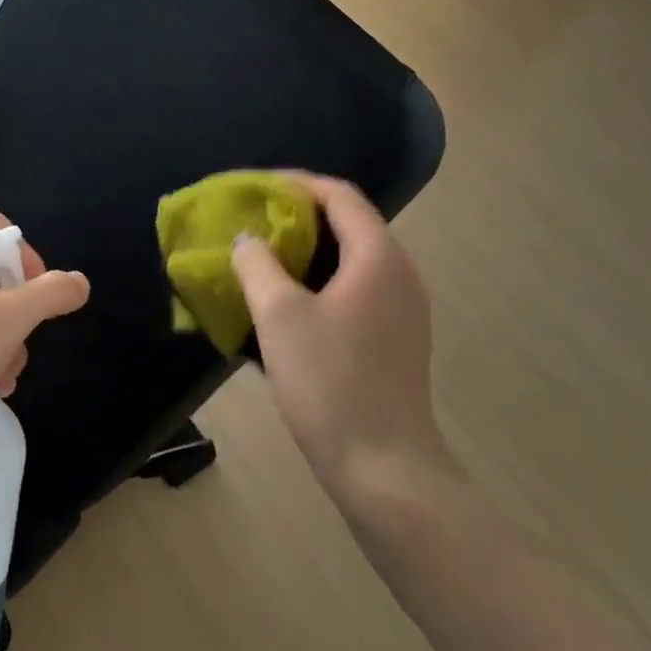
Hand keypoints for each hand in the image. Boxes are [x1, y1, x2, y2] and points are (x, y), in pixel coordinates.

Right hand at [230, 173, 447, 488]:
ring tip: (261, 257)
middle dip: (296, 216)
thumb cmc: (329, 382)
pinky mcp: (394, 339)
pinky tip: (286, 303)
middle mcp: (399, 274)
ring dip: (305, 250)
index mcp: (378, 257)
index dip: (295, 183)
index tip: (253, 188)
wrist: (383, 467)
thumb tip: (248, 239)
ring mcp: (402, 309)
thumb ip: (258, 265)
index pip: (339, 195)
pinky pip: (354, 289)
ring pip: (350, 259)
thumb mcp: (279, 316)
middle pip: (347, 223)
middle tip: (250, 222)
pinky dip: (318, 280)